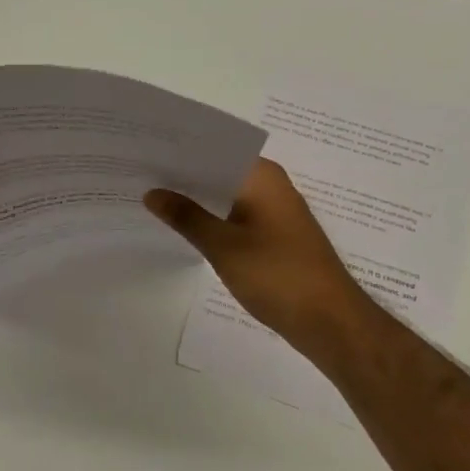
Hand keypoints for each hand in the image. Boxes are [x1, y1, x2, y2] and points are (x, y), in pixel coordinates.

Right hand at [146, 158, 385, 364]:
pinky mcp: (276, 236)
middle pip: (220, 171)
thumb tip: (153, 193)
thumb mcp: (223, 246)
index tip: (144, 151)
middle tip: (139, 176)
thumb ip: (186, 216)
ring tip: (153, 199)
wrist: (330, 321)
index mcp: (262, 176)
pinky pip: (237, 216)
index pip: (214, 149)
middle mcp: (271, 185)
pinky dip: (213, 218)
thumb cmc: (277, 275)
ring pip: (227, 195)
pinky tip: (185, 227)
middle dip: (183, 176)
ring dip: (197, 199)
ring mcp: (276, 211)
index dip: (180, 150)